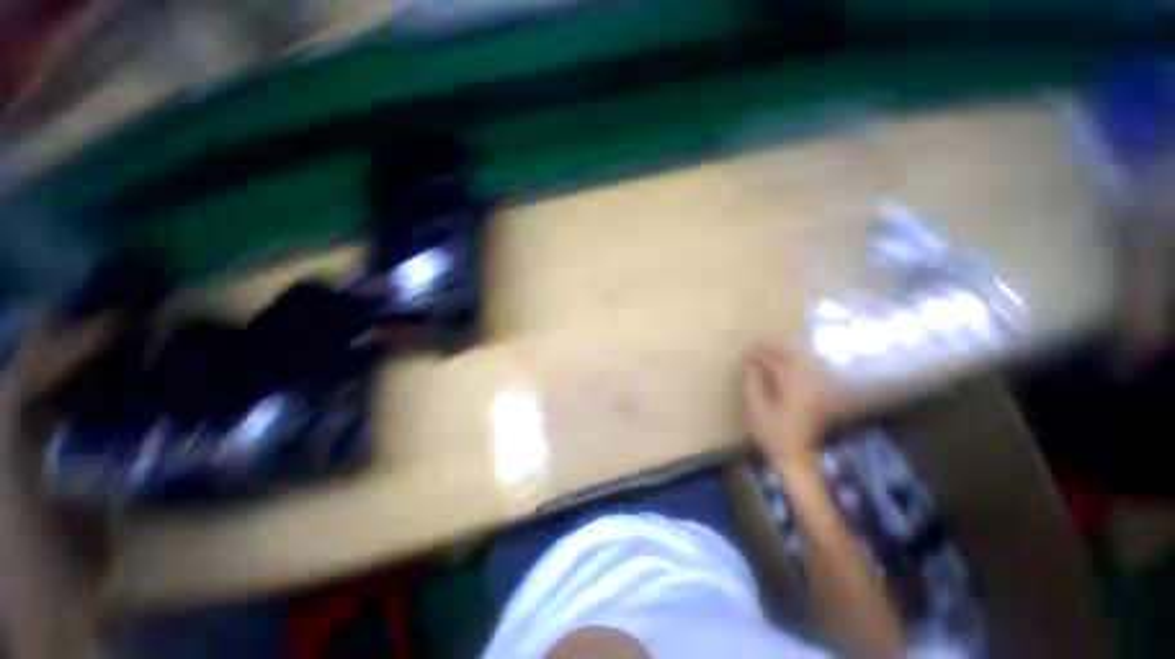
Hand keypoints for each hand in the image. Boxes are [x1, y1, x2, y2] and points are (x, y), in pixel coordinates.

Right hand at [741, 342, 831, 463]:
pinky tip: (784, 363)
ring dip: (784, 353)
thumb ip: (751, 381)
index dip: (758, 354)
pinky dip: (794, 363)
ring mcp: (815, 389)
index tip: (744, 350)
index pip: (774, 361)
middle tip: (757, 341)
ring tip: (767, 349)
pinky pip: (806, 371)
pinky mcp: (817, 395)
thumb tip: (748, 362)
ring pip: (801, 362)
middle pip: (792, 356)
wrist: (795, 457)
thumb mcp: (755, 407)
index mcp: (792, 386)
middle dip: (774, 346)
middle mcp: (808, 383)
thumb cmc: (771, 432)